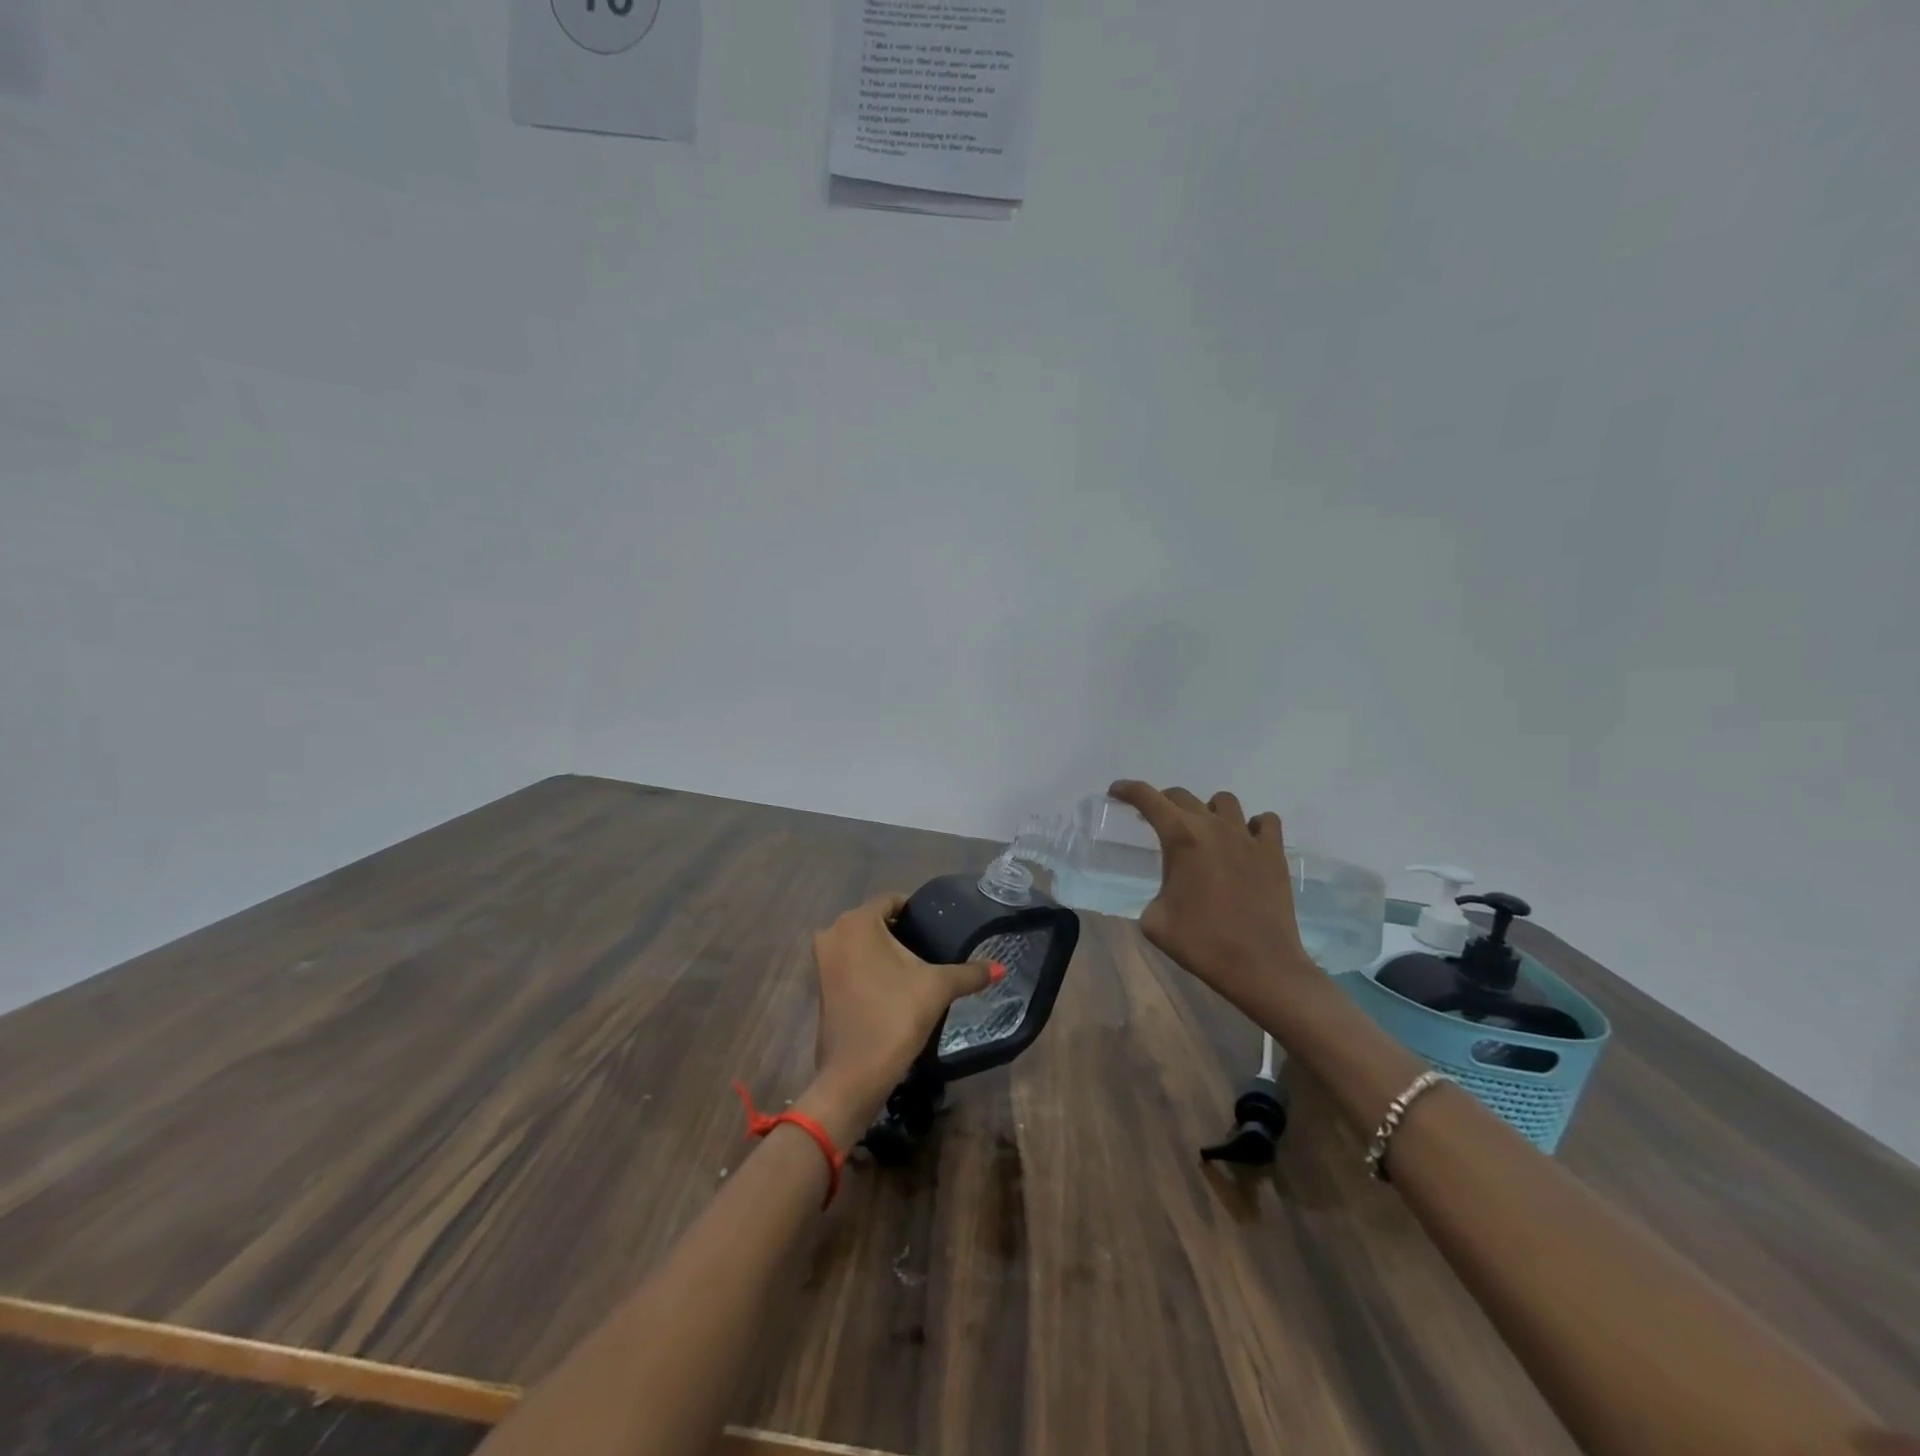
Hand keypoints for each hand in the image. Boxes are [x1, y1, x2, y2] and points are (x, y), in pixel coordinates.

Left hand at [799, 893, 1000, 1145]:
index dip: (916, 911)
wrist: (854, 1074)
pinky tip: (894, 985)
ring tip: (917, 967)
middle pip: (875, 921)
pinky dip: (869, 967)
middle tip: (931, 947)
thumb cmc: (894, 1017)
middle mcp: (833, 933)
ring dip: (885, 950)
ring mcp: (823, 960)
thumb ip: (969, 973)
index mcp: (857, 922)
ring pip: (860, 942)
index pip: (891, 900)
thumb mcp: (937, 988)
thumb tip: (1000, 968)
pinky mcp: (821, 985)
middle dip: (901, 931)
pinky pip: (850, 962)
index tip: (937, 926)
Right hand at [1109, 781, 1318, 1018]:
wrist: (1259, 965)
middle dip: (1163, 802)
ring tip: (1204, 833)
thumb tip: (1165, 892)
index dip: (1128, 789)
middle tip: (1155, 820)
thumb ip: (1153, 892)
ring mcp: (1248, 837)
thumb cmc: (1201, 943)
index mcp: (1181, 838)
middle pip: (1182, 796)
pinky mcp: (1274, 853)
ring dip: (1207, 810)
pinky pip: (1264, 822)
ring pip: (1224, 801)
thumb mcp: (1154, 921)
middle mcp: (1213, 827)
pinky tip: (1245, 843)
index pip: (1148, 799)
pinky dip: (1252, 825)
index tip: (1116, 791)